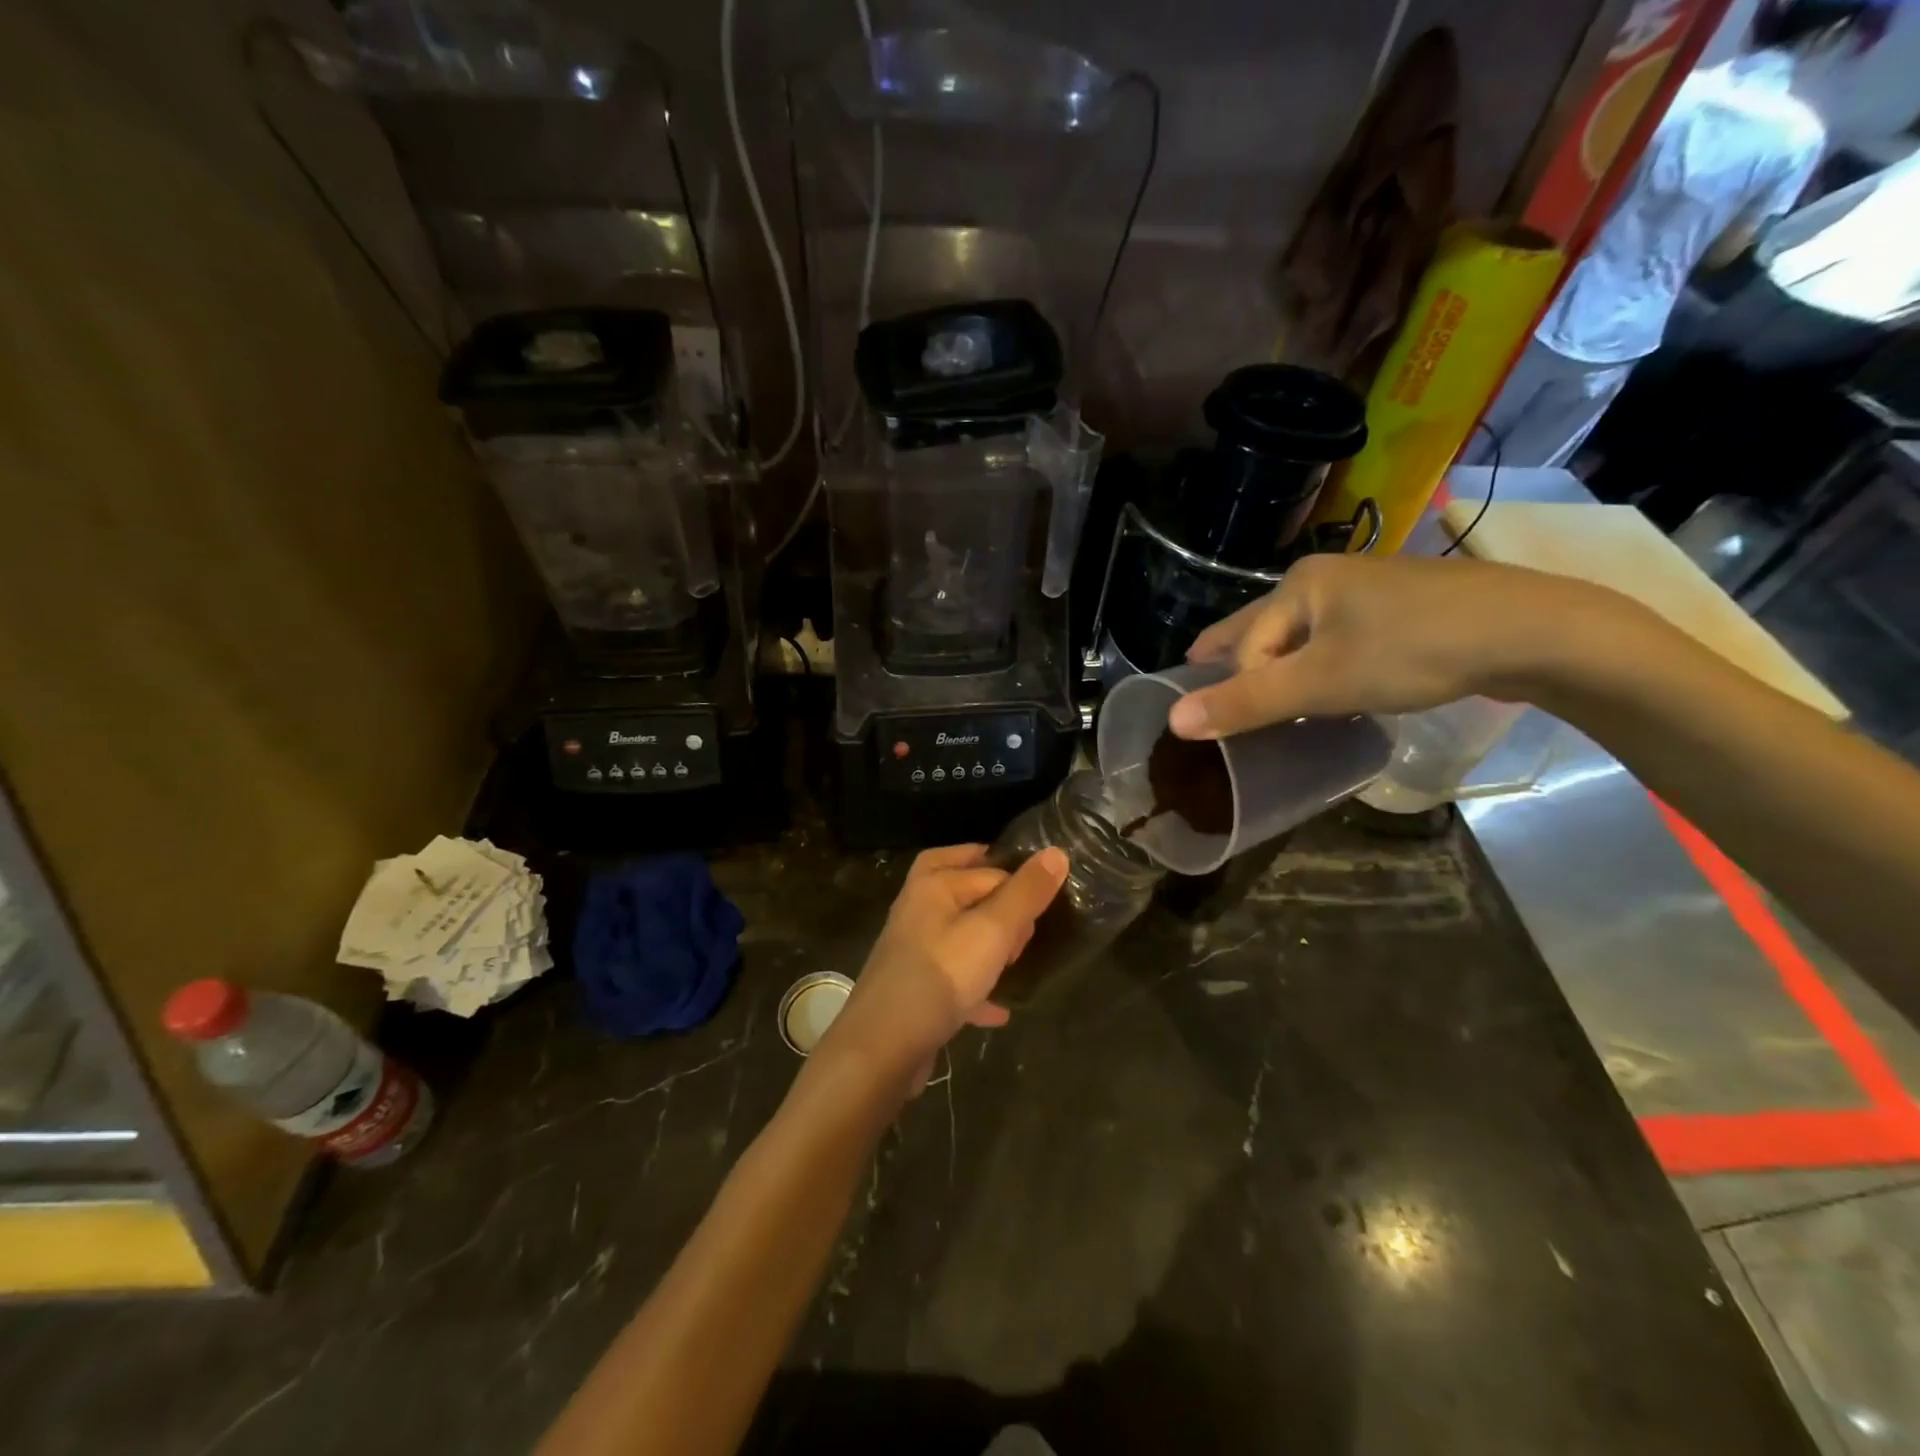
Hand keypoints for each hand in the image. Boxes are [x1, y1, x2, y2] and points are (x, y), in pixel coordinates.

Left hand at [816, 845, 1067, 1086]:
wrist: (882, 1047)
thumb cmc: (941, 976)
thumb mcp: (993, 930)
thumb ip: (1026, 893)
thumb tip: (1056, 852)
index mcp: (932, 883)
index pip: (986, 865)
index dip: (1017, 884)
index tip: (1040, 911)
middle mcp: (917, 908)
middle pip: (965, 892)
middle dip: (1000, 908)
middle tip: (1026, 932)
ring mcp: (913, 950)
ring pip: (959, 934)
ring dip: (989, 947)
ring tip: (1016, 962)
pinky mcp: (914, 988)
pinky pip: (953, 978)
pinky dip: (977, 989)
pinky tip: (1000, 1009)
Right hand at [1169, 553, 1628, 739]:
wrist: (1535, 631)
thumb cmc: (1414, 651)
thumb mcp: (1322, 684)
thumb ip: (1246, 703)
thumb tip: (1172, 721)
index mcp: (1297, 584)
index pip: (1240, 645)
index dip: (1236, 688)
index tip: (1240, 730)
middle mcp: (1322, 577)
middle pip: (1260, 631)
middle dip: (1239, 667)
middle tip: (1222, 702)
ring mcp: (1364, 590)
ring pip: (1298, 636)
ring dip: (1280, 670)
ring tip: (1274, 704)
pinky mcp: (1396, 609)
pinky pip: (1334, 639)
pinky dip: (1318, 665)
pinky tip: (1329, 687)